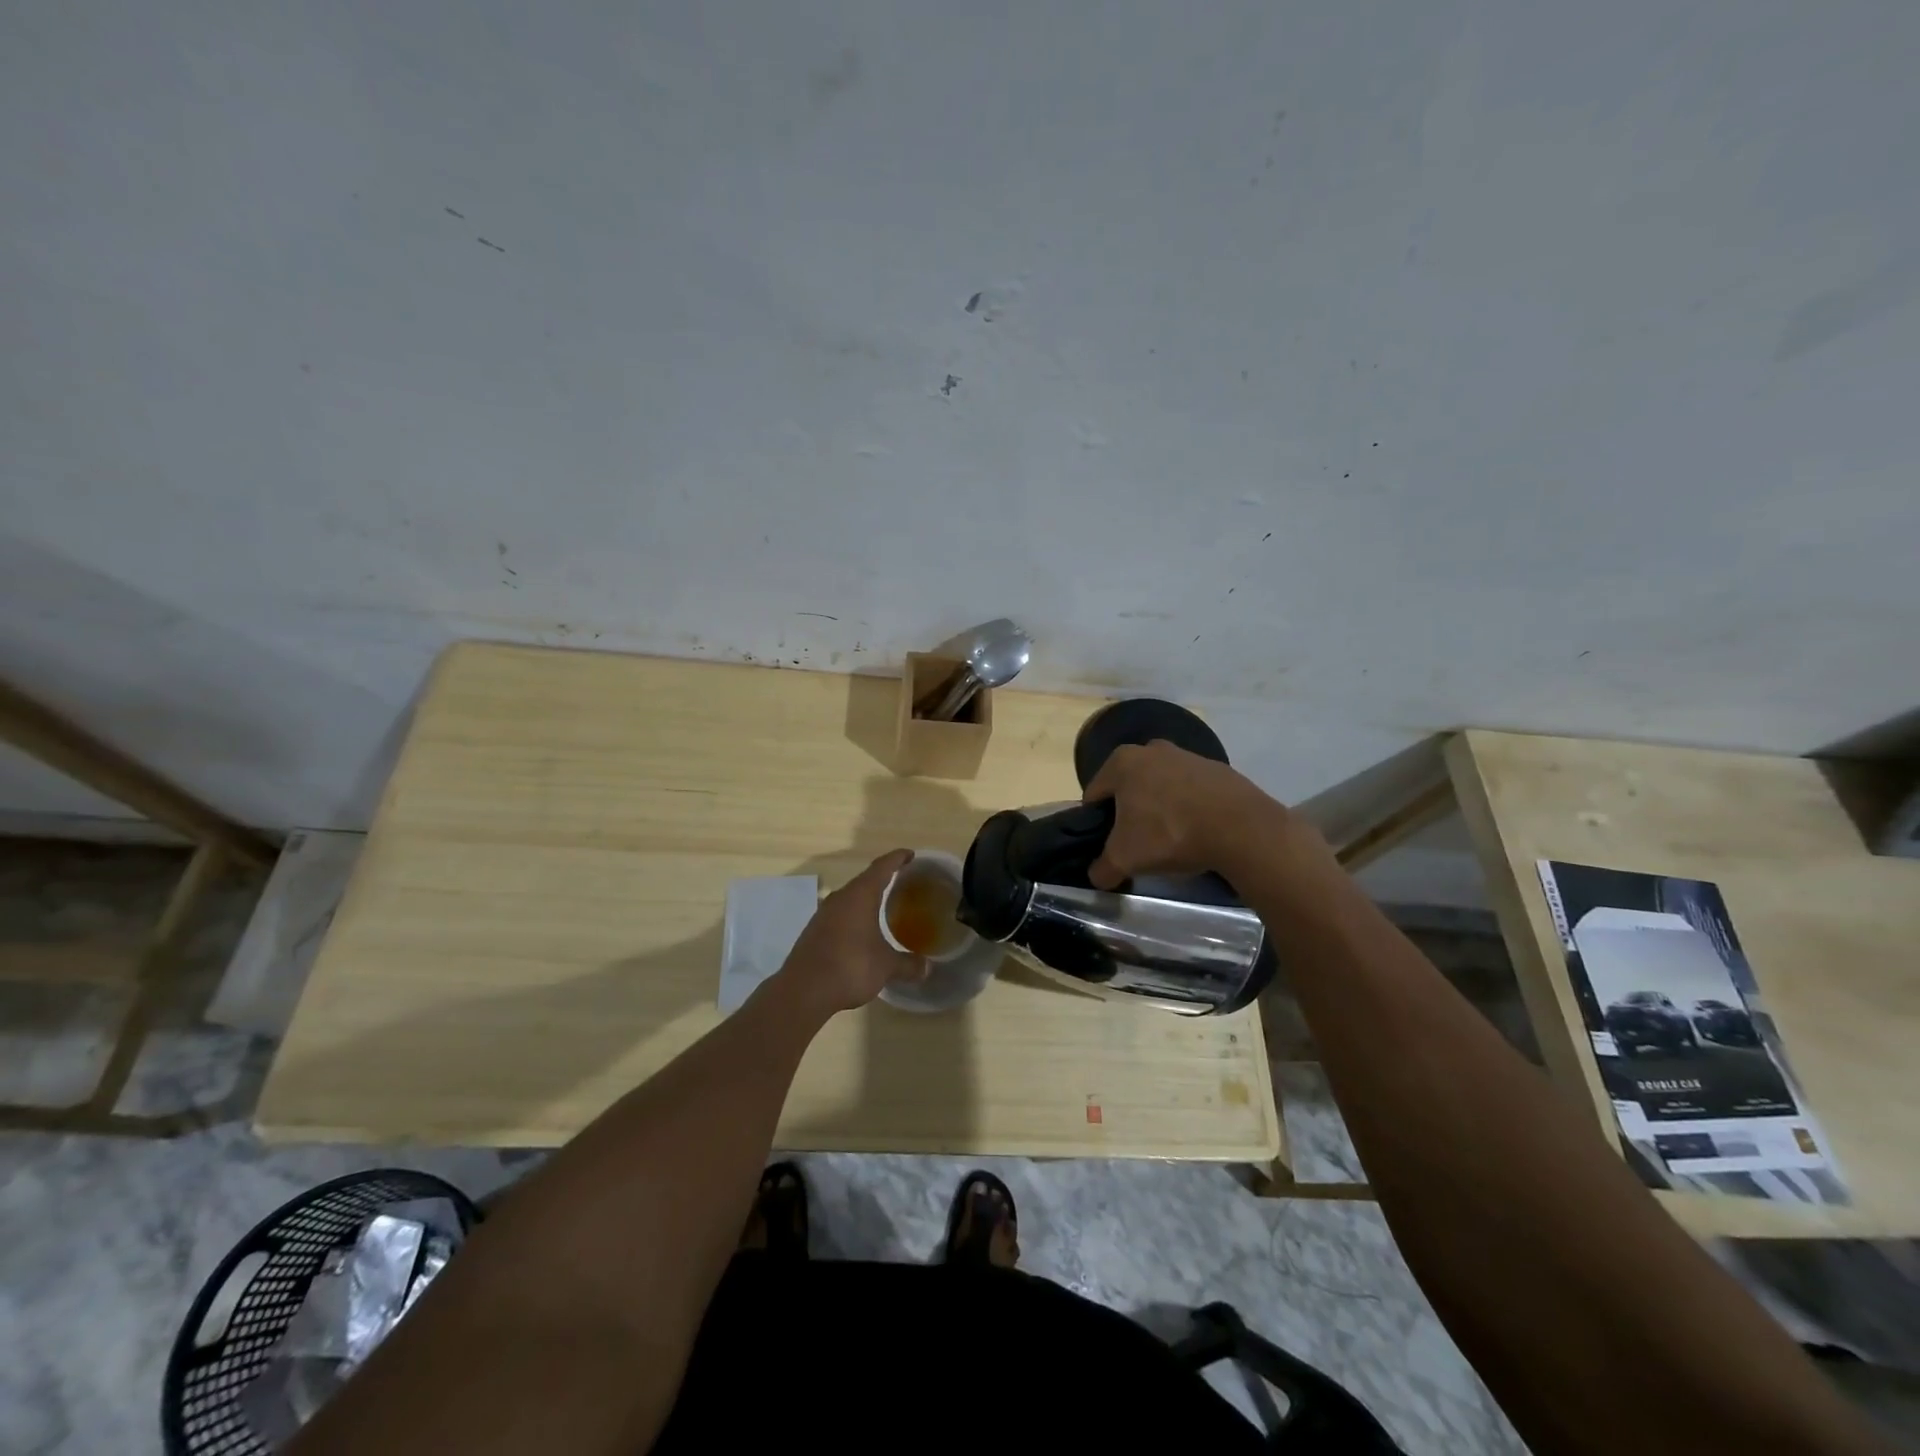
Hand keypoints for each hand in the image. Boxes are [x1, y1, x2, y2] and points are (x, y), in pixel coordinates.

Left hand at [775, 849, 925, 1014]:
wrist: (804, 990)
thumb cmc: (851, 967)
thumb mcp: (886, 966)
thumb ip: (907, 964)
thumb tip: (927, 968)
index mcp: (860, 895)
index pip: (882, 867)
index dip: (897, 858)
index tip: (910, 854)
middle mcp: (840, 898)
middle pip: (864, 881)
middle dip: (882, 879)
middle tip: (901, 882)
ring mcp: (823, 914)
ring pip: (849, 899)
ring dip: (865, 899)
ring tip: (882, 907)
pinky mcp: (813, 931)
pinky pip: (839, 915)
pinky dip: (853, 917)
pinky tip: (860, 932)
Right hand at [1081, 740, 1295, 888]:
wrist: (1241, 828)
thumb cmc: (1170, 834)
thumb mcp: (1125, 859)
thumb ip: (1102, 868)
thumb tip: (1097, 876)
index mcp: (1122, 761)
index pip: (1095, 794)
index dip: (1096, 823)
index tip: (1109, 845)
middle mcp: (1151, 749)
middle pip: (1129, 787)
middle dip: (1130, 813)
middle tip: (1138, 843)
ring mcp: (1188, 755)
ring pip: (1161, 786)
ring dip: (1160, 809)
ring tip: (1171, 839)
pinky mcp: (1217, 769)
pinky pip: (1191, 791)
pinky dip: (1189, 807)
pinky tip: (1197, 831)